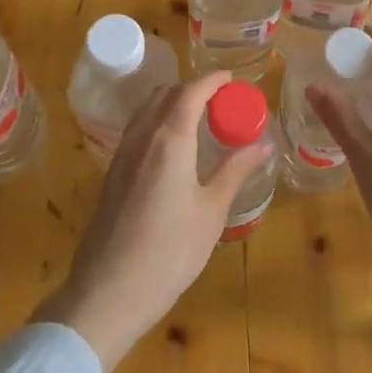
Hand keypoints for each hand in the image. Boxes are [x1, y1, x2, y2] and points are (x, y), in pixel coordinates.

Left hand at [33, 73, 271, 372]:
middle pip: (166, 94)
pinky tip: (174, 148)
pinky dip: (158, 122)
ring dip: (173, 104)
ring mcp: (121, 154)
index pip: (191, 92)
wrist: (107, 292)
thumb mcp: (211, 212)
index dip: (212, 80)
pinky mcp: (112, 173)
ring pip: (147, 110)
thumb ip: (235, 171)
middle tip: (221, 103)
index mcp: (170, 140)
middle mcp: (142, 137)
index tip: (232, 80)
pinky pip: (137, 130)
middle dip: (194, 89)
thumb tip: (263, 144)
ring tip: (200, 122)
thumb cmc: (169, 253)